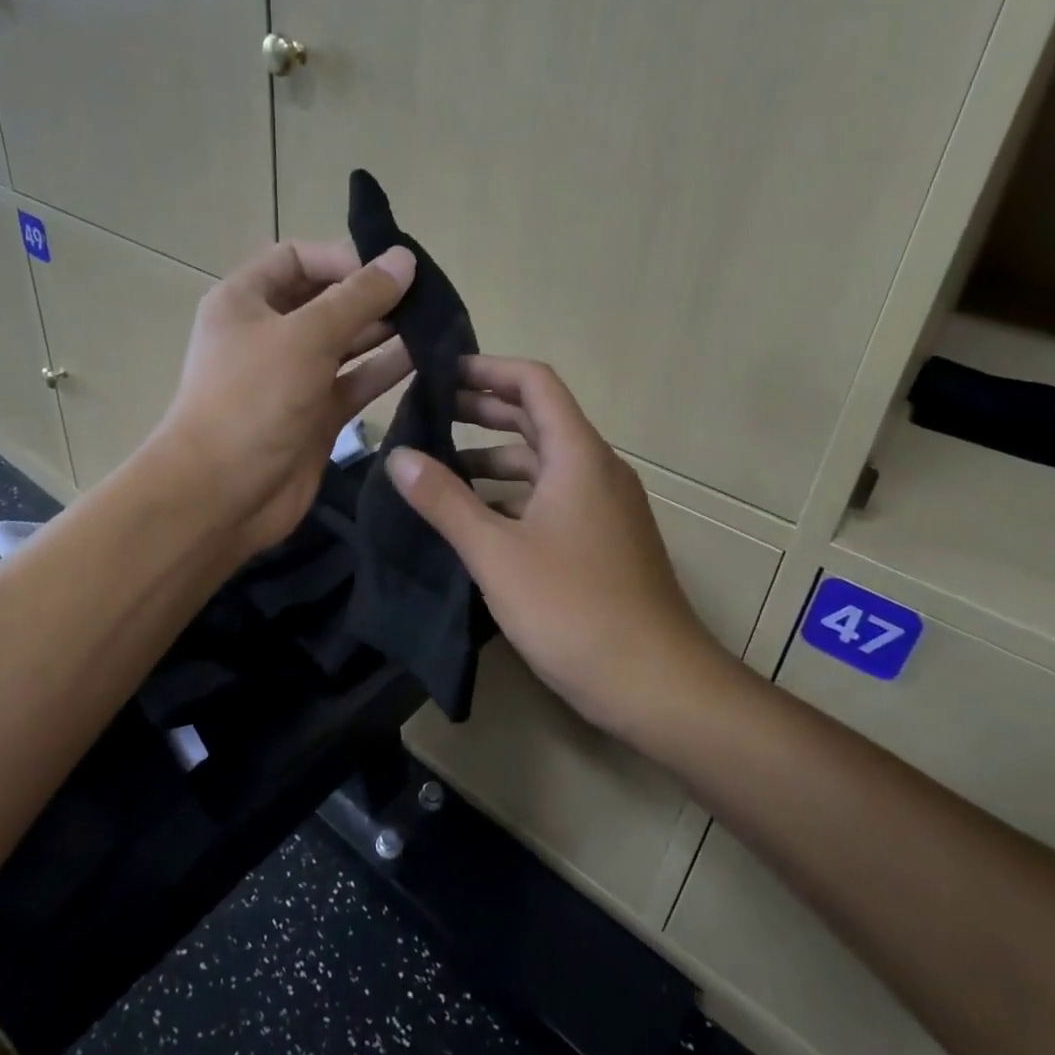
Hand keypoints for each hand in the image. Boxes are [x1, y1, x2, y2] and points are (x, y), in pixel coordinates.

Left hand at [158, 240, 415, 559]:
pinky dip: (385, 370)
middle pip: (327, 299)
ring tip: (435, 325)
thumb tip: (404, 258)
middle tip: (427, 298)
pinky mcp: (316, 414)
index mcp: (246, 301)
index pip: (298, 258)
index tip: (390, 271)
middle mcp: (268, 333)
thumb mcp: (305, 337)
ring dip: (385, 332)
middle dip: (373, 296)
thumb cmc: (252, 401)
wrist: (220, 496)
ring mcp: (293, 376)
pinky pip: (355, 381)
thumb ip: (358, 298)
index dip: (343, 258)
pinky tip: (425, 359)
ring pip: (346, 342)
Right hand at [386, 356, 728, 738]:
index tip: (441, 373)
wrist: (656, 684)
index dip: (487, 369)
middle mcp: (596, 469)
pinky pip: (553, 497)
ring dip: (495, 457)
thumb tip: (398, 455)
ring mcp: (604, 506)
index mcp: (577, 455)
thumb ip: (444, 500)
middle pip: (538, 418)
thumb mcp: (496, 553)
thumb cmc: (573, 608)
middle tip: (428, 414)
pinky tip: (477, 519)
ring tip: (441, 467)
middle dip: (483, 411)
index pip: (534, 383)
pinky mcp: (603, 540)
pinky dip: (514, 496)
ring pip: (544, 463)